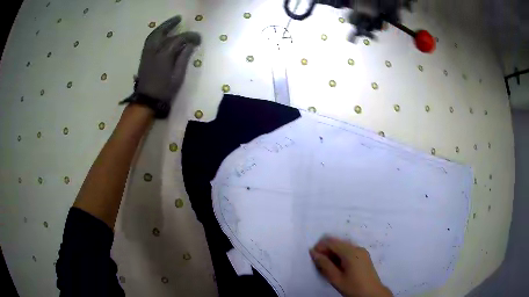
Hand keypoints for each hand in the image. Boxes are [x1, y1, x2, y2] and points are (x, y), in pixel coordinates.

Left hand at [137, 15, 200, 102]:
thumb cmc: (164, 91)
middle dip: (171, 24)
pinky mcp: (144, 57)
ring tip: (170, 23)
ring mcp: (147, 53)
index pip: (178, 40)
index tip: (198, 38)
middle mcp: (154, 51)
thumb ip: (184, 58)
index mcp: (164, 56)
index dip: (190, 36)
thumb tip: (191, 44)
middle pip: (162, 32)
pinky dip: (155, 34)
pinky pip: (149, 41)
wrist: (147, 100)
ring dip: (162, 27)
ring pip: (153, 35)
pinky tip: (161, 34)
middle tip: (179, 19)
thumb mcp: (178, 76)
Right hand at [310, 236, 391, 296]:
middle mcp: (357, 248)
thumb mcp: (336, 278)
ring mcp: (361, 251)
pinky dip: (340, 255)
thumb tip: (314, 253)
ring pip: (343, 246)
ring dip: (333, 253)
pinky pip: (349, 251)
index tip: (312, 256)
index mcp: (350, 252)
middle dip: (326, 250)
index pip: (331, 242)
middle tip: (318, 263)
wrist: (372, 293)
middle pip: (338, 243)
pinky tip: (337, 266)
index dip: (320, 247)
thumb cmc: (353, 287)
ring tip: (327, 266)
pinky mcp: (363, 256)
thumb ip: (324, 264)